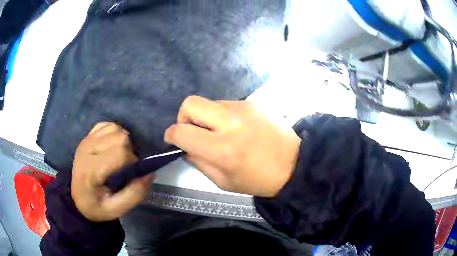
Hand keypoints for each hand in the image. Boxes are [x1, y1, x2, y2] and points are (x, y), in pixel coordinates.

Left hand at [71, 122, 153, 221]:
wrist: (78, 198)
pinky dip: (115, 133)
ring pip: (115, 128)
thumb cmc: (97, 206)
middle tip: (125, 166)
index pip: (120, 153)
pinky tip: (112, 147)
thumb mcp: (117, 209)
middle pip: (119, 137)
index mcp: (92, 170)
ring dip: (123, 141)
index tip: (130, 174)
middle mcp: (87, 150)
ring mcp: (86, 140)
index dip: (132, 162)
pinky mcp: (87, 136)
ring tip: (119, 157)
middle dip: (129, 151)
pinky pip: (107, 125)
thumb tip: (149, 173)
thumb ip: (135, 194)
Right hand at [164, 96, 300, 197]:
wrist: (294, 163)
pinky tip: (237, 127)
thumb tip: (185, 147)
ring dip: (207, 117)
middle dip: (183, 116)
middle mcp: (230, 122)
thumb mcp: (223, 182)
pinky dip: (223, 115)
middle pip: (190, 103)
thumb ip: (199, 162)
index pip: (181, 131)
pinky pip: (227, 104)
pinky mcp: (254, 102)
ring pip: (210, 103)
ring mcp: (244, 108)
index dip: (171, 134)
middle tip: (192, 130)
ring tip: (220, 131)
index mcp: (222, 149)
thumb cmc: (258, 180)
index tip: (173, 139)